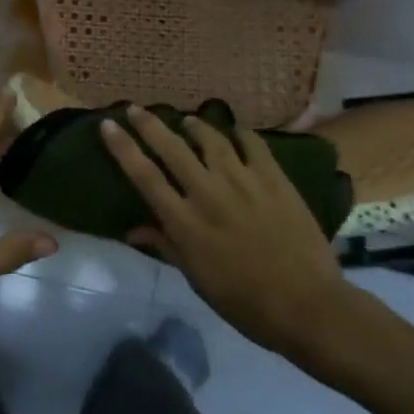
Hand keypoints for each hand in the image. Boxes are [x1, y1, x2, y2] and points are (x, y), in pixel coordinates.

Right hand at [101, 105, 348, 353]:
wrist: (306, 305)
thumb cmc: (244, 302)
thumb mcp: (197, 279)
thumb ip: (166, 246)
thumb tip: (133, 229)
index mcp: (184, 222)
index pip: (144, 175)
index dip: (123, 147)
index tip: (108, 124)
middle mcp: (207, 192)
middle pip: (171, 148)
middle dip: (149, 124)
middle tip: (136, 108)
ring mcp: (242, 180)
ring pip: (210, 138)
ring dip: (194, 126)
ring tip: (188, 121)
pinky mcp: (273, 177)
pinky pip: (252, 143)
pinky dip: (239, 133)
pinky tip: (235, 131)